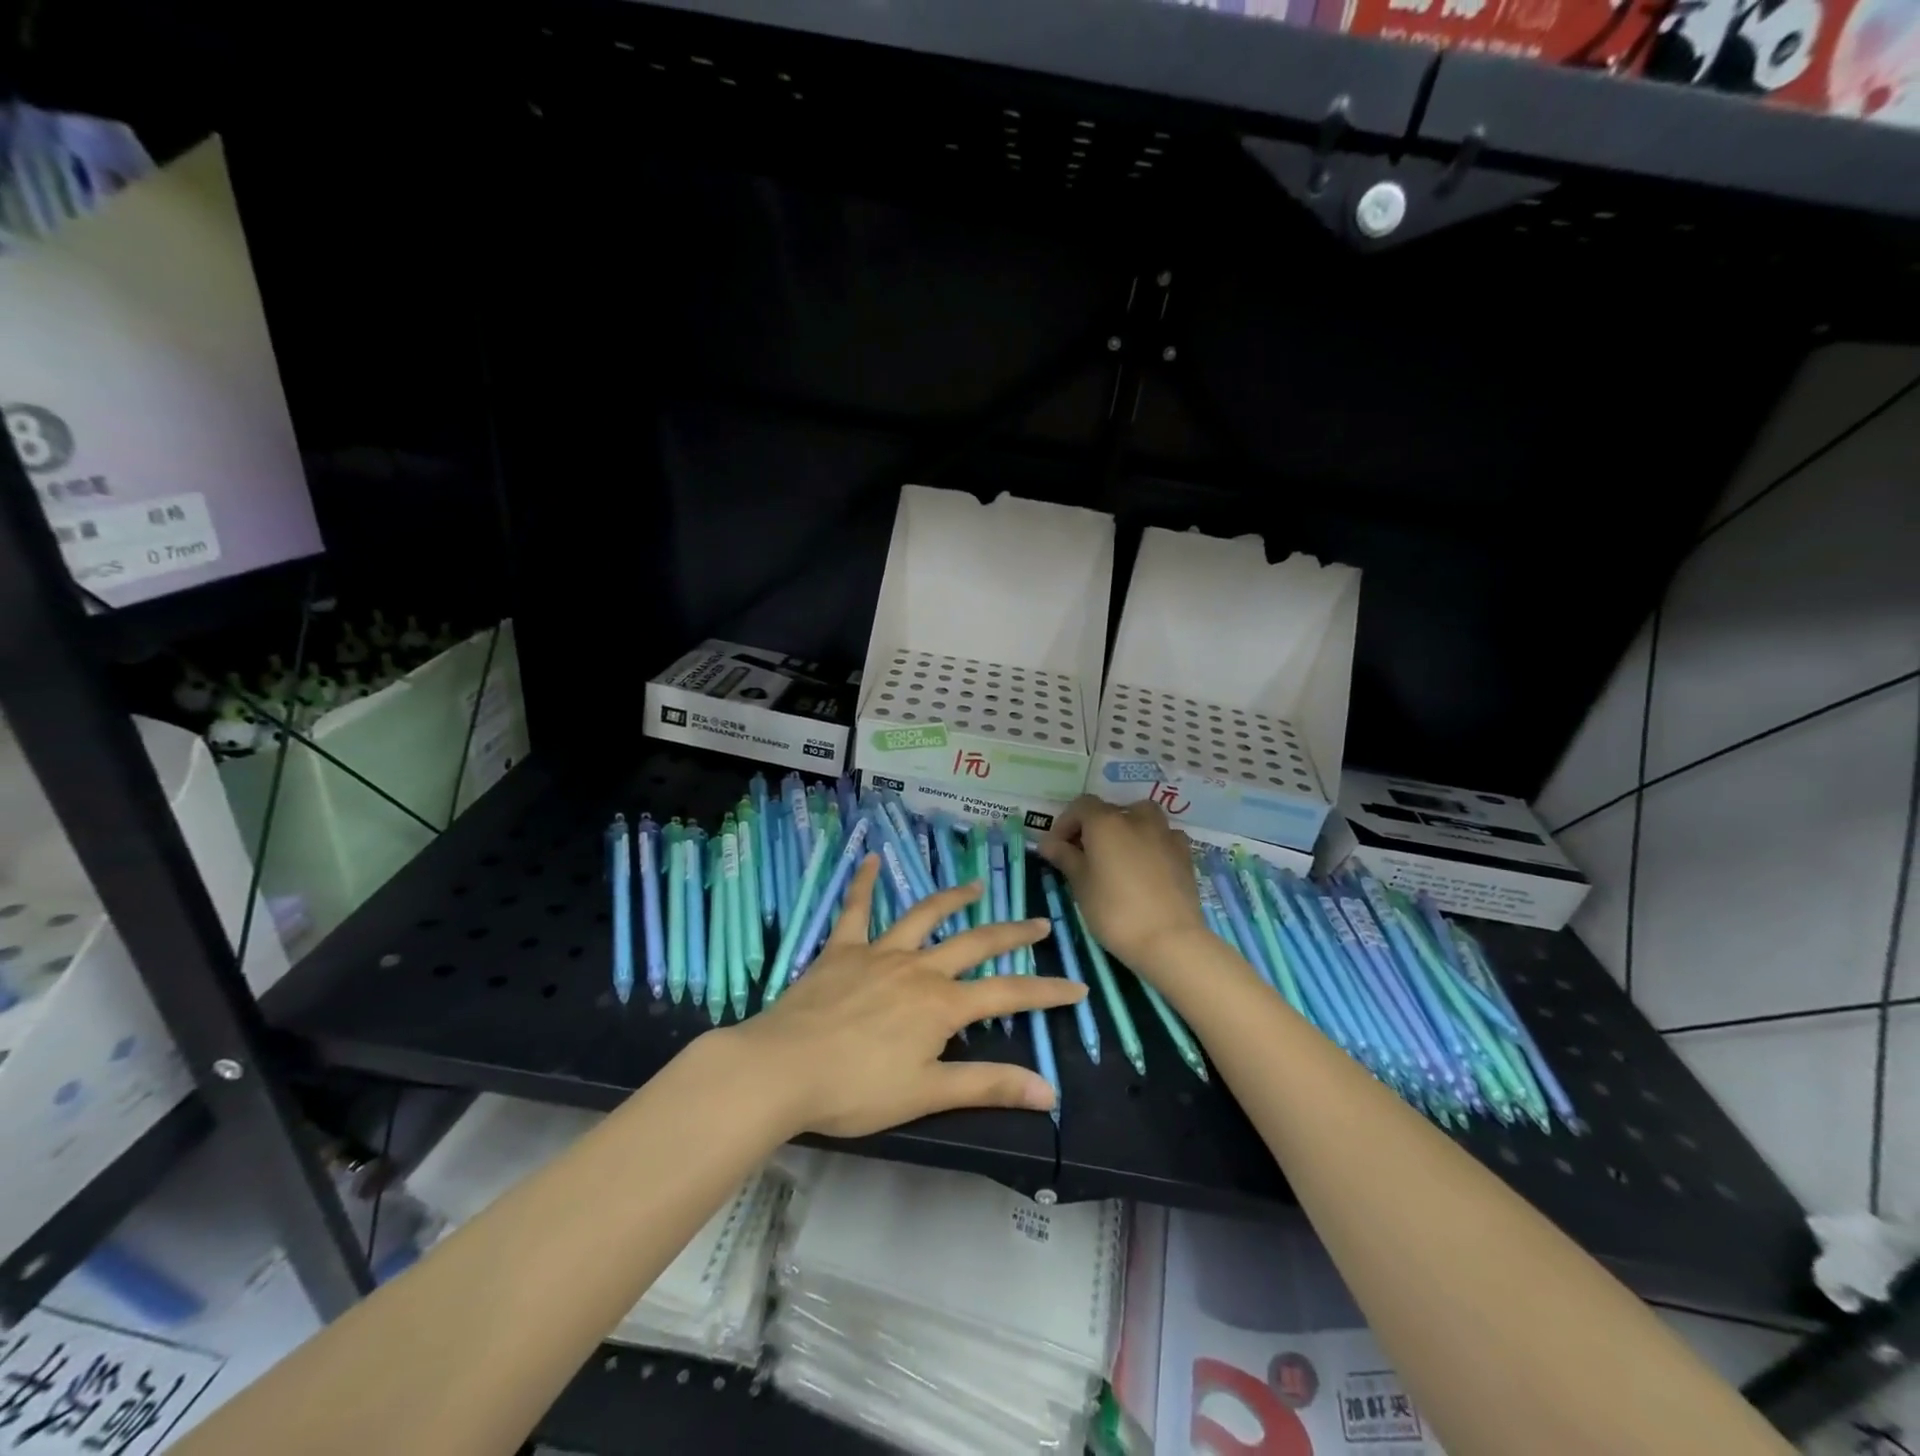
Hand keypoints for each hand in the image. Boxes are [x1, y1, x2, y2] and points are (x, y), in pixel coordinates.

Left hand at [728, 856, 1086, 1138]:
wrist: (782, 1069)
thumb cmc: (855, 1089)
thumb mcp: (926, 1094)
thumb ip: (988, 1086)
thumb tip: (1049, 1091)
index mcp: (941, 1005)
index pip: (1008, 994)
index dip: (1046, 992)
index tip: (1077, 986)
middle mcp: (918, 968)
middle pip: (974, 943)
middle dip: (1011, 932)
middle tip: (1039, 922)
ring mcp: (879, 952)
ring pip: (924, 917)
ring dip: (952, 899)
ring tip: (975, 887)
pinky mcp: (842, 949)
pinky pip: (855, 909)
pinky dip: (863, 883)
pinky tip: (870, 859)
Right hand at [1037, 796, 1207, 973]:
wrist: (1170, 939)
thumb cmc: (1115, 911)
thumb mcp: (1081, 885)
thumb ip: (1065, 857)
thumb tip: (1048, 843)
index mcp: (1106, 822)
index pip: (1081, 806)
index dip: (1065, 823)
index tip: (1057, 848)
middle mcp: (1137, 819)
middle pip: (1111, 811)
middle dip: (1094, 827)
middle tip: (1084, 854)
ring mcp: (1165, 834)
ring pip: (1142, 817)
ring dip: (1126, 828)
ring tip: (1118, 855)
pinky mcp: (1184, 853)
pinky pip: (1163, 836)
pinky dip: (1151, 842)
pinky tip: (1147, 865)